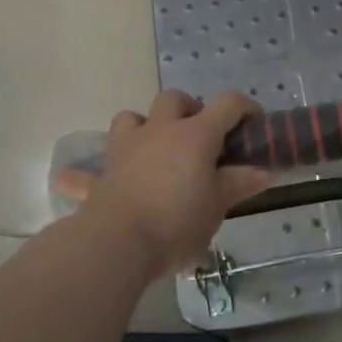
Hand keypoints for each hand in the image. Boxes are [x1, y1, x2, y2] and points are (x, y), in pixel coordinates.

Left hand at [83, 90, 270, 276]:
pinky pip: (87, 170)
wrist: (118, 242)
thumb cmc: (177, 221)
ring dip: (143, 126)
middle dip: (189, 109)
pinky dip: (85, 173)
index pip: (227, 104)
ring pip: (130, 117)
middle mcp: (160, 130)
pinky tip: (78, 180)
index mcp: (195, 135)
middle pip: (174, 99)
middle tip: (200, 136)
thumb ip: (238, 184)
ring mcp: (126, 148)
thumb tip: (263, 171)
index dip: (244, 107)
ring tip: (154, 148)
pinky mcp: (102, 174)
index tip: (252, 123)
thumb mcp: (217, 206)